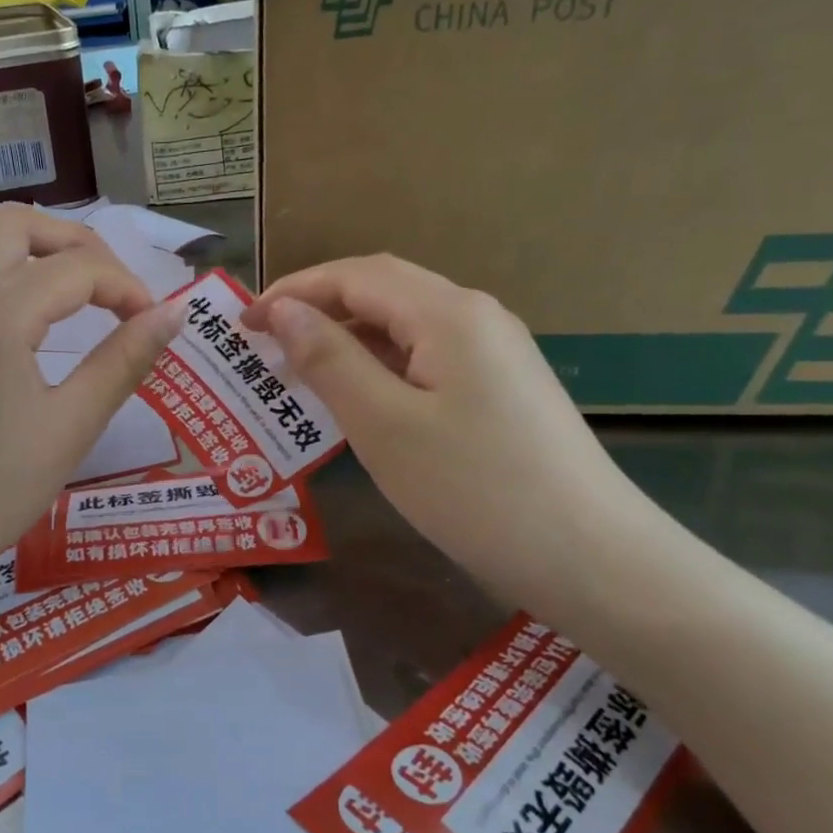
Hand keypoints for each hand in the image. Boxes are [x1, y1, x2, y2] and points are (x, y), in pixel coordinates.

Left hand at [0, 206, 182, 588]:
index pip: (78, 268)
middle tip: (114, 290)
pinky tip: (19, 299)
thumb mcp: (72, 424)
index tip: (154, 324)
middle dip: (78, 243)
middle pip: (20, 224)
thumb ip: (124, 360)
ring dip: (33, 243)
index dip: (127, 288)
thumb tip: (174, 314)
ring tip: (73, 284)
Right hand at [242, 255, 651, 606]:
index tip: (242, 319)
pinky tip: (359, 397)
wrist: (590, 557)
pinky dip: (380, 364)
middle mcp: (476, 316)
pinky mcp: (502, 388)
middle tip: (264, 340)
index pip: (356, 276)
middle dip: (318, 305)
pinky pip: (427, 356)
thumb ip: (330, 360)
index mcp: (448, 313)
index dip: (295, 289)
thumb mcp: (384, 425)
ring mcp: (496, 352)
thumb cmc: (474, 489)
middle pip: (383, 289)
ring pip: (405, 324)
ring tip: (299, 368)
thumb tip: (283, 311)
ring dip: (348, 335)